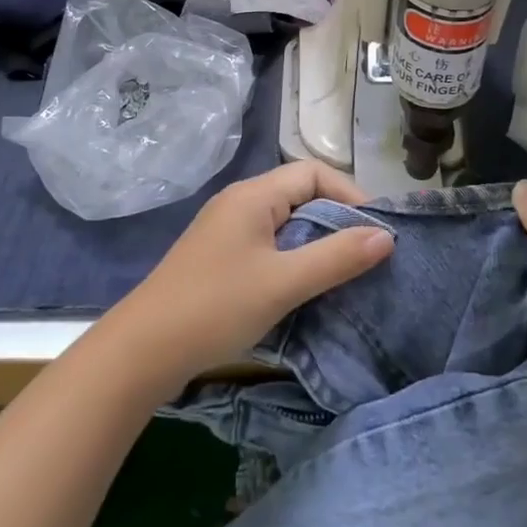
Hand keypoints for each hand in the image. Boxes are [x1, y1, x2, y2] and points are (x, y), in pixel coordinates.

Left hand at [107, 162, 394, 394]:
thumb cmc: (215, 307)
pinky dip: (294, 257)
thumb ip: (336, 257)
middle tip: (367, 253)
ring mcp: (226, 230)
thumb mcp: (284, 283)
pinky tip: (305, 286)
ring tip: (344, 270)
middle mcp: (240, 202)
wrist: (141, 352)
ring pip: (285, 222)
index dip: (350, 195)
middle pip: (300, 194)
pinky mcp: (219, 258)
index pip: (314, 173)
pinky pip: (269, 244)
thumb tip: (386, 235)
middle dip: (337, 219)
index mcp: (253, 195)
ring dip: (316, 241)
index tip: (376, 230)